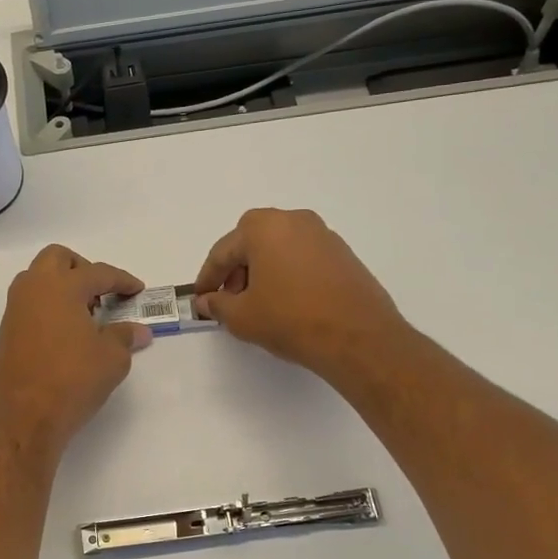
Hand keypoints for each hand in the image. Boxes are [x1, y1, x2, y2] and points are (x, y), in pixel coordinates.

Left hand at [0, 245, 152, 462]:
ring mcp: (15, 311)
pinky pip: (29, 305)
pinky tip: (65, 335)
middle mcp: (33, 290)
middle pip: (57, 259)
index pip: (98, 273)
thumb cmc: (73, 381)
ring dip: (61, 286)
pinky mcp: (6, 333)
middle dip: (82, 269)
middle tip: (101, 294)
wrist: (25, 418)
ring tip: (84, 315)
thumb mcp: (112, 359)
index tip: (136, 290)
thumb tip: (138, 331)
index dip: (122, 280)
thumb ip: (124, 337)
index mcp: (61, 287)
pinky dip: (48, 308)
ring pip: (37, 280)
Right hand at [192, 209, 408, 388]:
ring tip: (257, 303)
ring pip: (279, 248)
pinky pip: (302, 258)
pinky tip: (286, 301)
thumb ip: (217, 304)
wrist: (357, 337)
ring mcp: (323, 235)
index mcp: (264, 227)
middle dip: (236, 270)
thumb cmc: (290, 319)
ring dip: (262, 270)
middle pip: (252, 242)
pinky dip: (287, 274)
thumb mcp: (242, 317)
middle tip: (228, 299)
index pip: (223, 251)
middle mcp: (294, 221)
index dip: (207, 278)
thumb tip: (205, 301)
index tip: (200, 299)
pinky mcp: (343, 254)